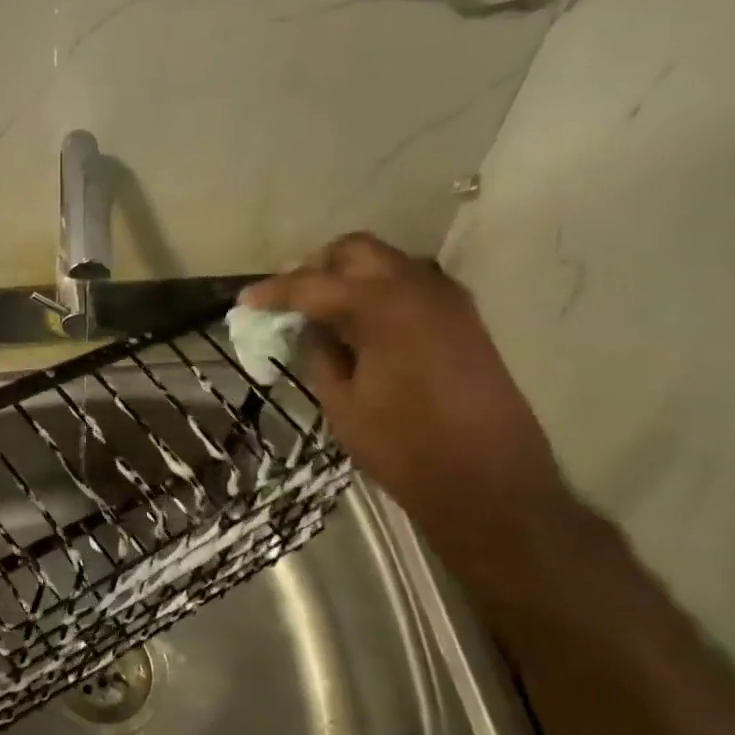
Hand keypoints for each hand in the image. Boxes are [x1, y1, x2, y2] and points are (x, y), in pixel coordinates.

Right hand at [243, 234, 577, 573]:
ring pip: (386, 263)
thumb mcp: (342, 402)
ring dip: (349, 276)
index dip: (274, 291)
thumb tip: (311, 327)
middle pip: (355, 251)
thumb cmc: (405, 447)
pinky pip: (410, 286)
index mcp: (382, 305)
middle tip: (289, 299)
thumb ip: (320, 352)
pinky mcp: (463, 319)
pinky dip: (378, 292)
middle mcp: (418, 287)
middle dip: (316, 267)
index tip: (245, 301)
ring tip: (321, 311)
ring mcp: (447, 300)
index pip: (313, 283)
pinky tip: (361, 325)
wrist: (490, 483)